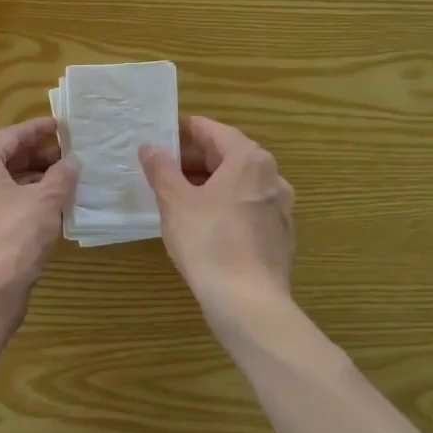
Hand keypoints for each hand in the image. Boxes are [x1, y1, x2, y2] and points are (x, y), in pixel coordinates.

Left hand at [0, 117, 76, 312]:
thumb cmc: (13, 236)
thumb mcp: (45, 201)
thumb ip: (61, 176)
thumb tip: (72, 162)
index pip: (10, 135)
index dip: (38, 129)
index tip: (61, 126)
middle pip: (3, 159)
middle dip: (36, 156)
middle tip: (67, 157)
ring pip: (2, 185)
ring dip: (32, 181)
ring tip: (63, 183)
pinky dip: (22, 202)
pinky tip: (47, 211)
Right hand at [139, 116, 294, 310]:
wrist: (248, 301)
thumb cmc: (208, 241)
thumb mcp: (175, 202)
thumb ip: (162, 169)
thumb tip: (151, 146)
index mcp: (249, 159)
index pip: (214, 131)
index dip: (186, 131)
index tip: (164, 135)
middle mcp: (272, 176)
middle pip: (230, 156)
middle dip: (196, 159)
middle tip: (165, 167)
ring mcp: (281, 207)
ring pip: (240, 183)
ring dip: (211, 183)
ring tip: (180, 195)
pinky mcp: (280, 234)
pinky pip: (249, 207)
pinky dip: (226, 204)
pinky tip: (206, 223)